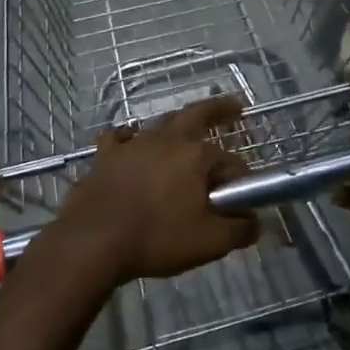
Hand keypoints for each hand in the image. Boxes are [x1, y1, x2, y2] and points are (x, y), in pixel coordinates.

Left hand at [46, 96, 257, 285]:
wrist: (93, 241)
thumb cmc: (156, 238)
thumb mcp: (210, 242)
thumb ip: (240, 229)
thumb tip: (255, 221)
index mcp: (196, 155)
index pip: (231, 163)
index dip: (241, 181)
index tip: (242, 203)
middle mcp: (166, 140)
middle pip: (198, 114)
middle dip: (220, 109)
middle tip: (235, 106)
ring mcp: (133, 144)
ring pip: (160, 124)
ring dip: (177, 125)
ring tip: (185, 131)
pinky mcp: (105, 156)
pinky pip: (120, 138)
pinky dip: (130, 138)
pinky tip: (131, 142)